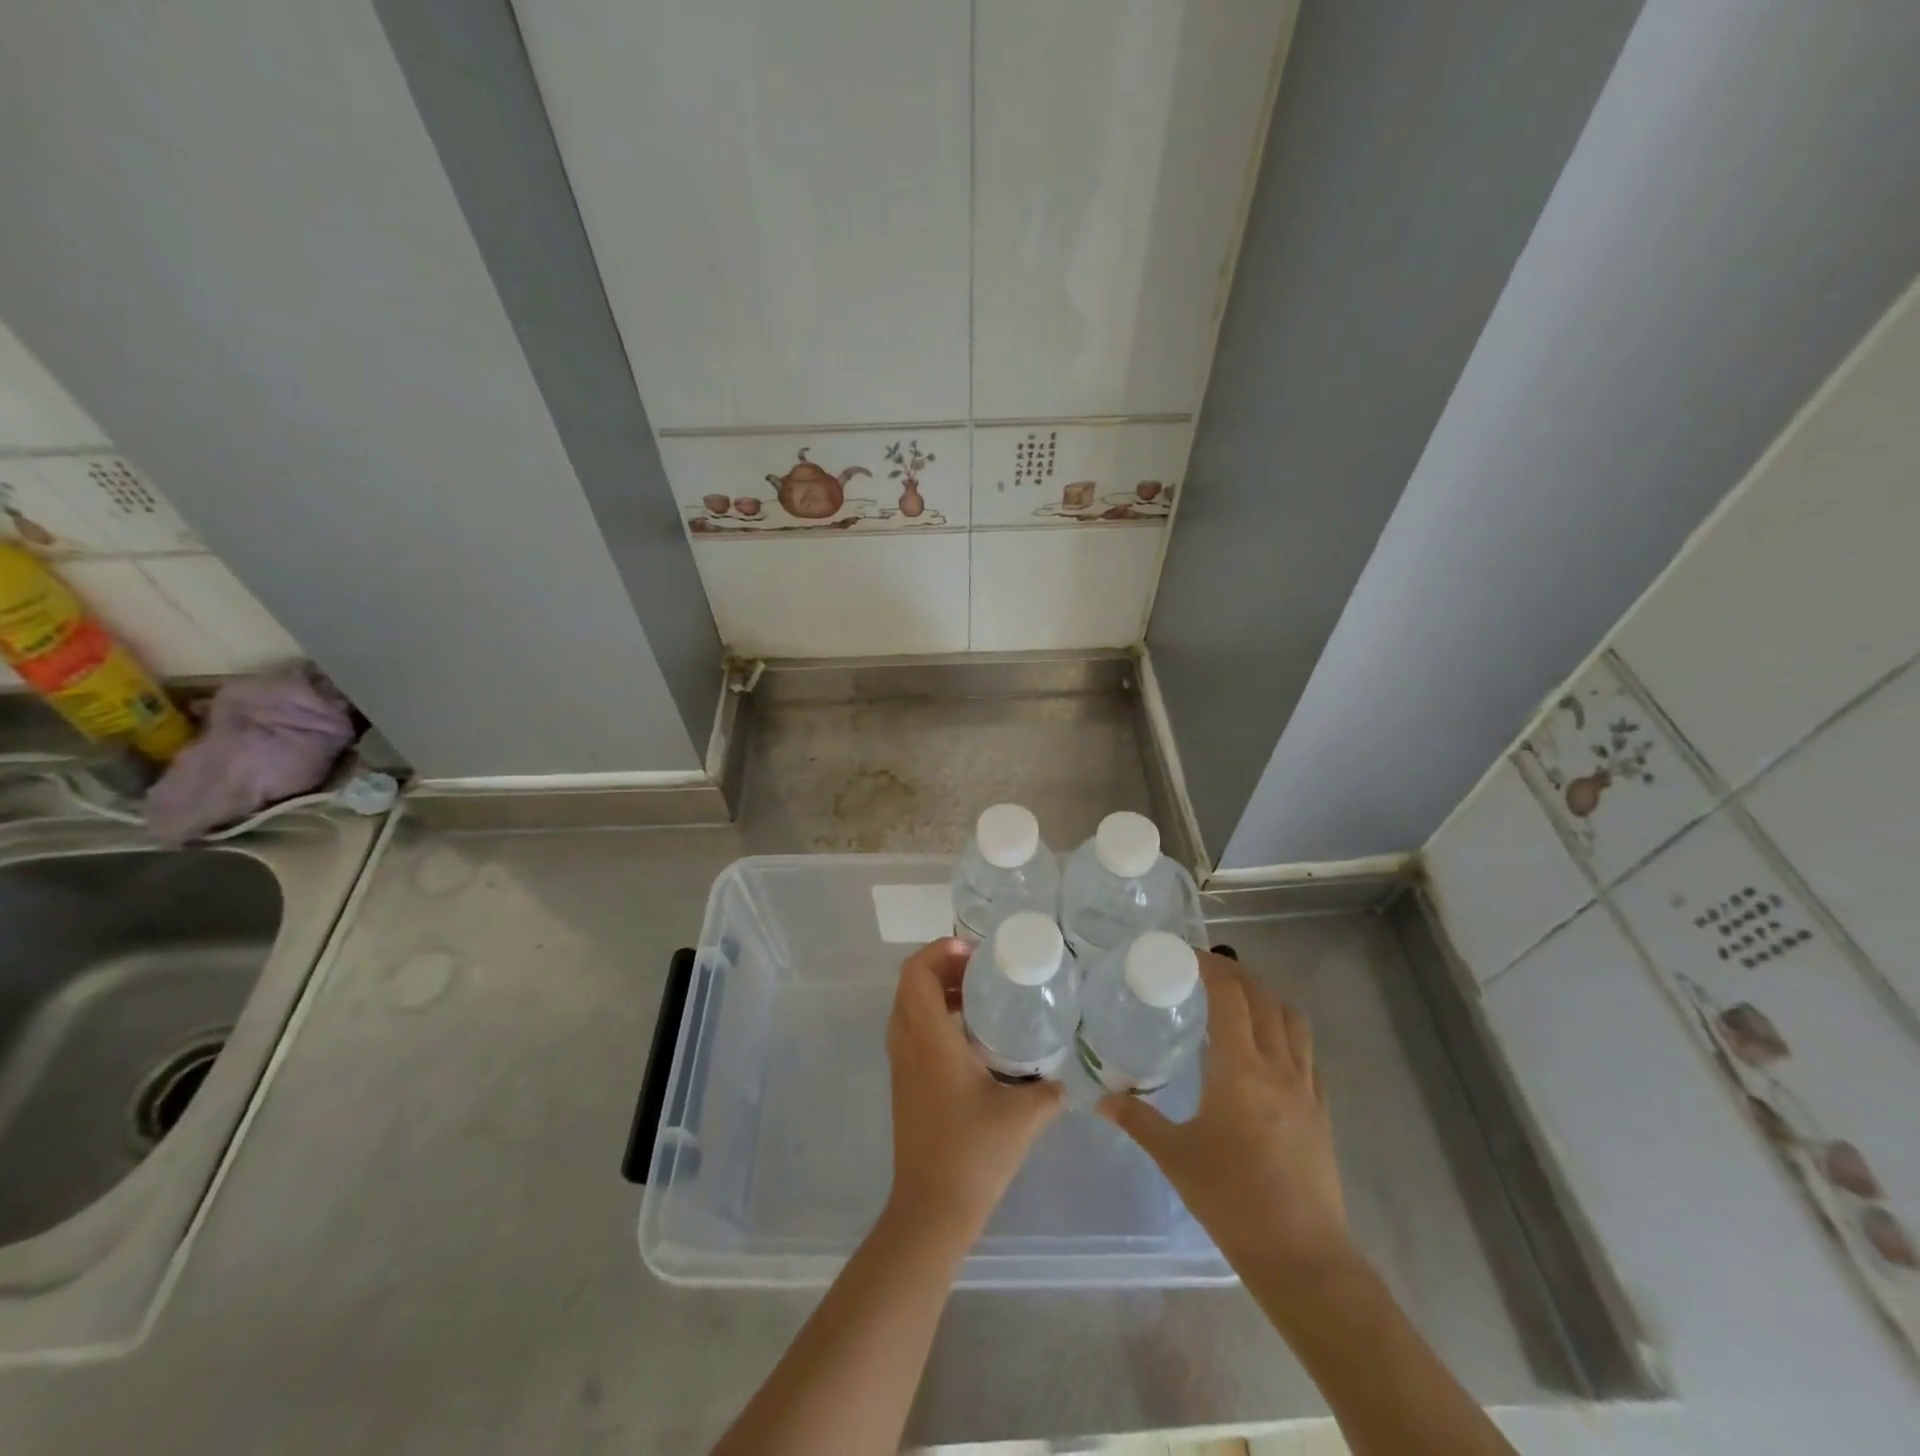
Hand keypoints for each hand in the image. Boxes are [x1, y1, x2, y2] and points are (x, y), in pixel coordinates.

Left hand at [884, 938, 1063, 1241]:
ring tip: (979, 995)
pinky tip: (971, 1036)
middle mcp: (907, 1043)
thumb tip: (1070, 1078)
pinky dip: (934, 1016)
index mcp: (928, 1039)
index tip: (975, 954)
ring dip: (938, 991)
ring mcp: (900, 1064)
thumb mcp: (1023, 1117)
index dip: (939, 951)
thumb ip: (1050, 1090)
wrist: (930, 1210)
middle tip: (983, 970)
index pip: (915, 973)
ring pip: (909, 1007)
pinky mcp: (903, 1083)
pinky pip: (911, 1030)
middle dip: (943, 966)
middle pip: (911, 984)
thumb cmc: (973, 1154)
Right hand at [1100, 952, 1349, 1279]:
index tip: (1184, 955)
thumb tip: (1100, 1099)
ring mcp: (1305, 1086)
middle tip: (1202, 971)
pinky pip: (1306, 1052)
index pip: (1229, 996)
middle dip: (1233, 974)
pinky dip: (1284, 1031)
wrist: (1301, 1256)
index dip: (1209, 966)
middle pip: (1262, 997)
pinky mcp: (1321, 1109)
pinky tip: (1264, 1048)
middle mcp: (1277, 1066)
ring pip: (1291, 1019)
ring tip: (1236, 999)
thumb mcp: (1175, 1157)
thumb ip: (1136, 1120)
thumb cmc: (1231, 1200)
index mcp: (1239, 1069)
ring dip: (1264, 997)